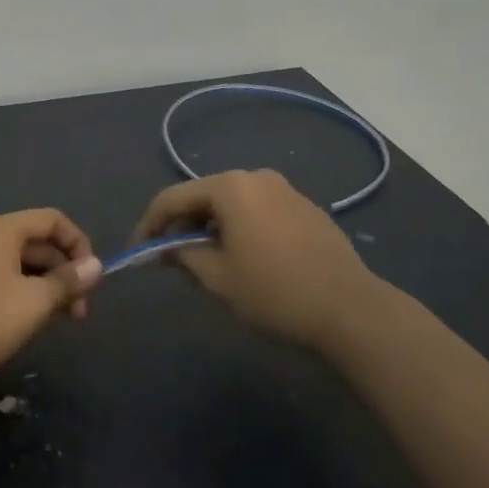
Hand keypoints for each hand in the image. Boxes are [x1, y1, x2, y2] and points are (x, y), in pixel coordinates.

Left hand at [0, 209, 102, 378]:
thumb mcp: (34, 301)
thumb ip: (67, 281)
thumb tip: (96, 265)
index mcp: (4, 230)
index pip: (53, 219)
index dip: (78, 243)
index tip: (91, 276)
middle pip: (38, 242)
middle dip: (64, 272)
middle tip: (79, 311)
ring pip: (22, 264)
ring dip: (46, 287)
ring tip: (58, 321)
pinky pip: (4, 279)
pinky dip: (24, 294)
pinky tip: (29, 323)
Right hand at [130, 170, 387, 351]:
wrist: (350, 309)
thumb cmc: (274, 291)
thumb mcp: (217, 277)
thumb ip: (182, 255)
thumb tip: (162, 249)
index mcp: (230, 187)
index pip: (172, 198)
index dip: (149, 224)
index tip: (138, 251)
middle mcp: (256, 177)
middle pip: (203, 196)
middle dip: (182, 225)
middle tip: (171, 259)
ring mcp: (285, 190)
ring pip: (232, 204)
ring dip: (211, 227)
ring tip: (206, 261)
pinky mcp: (305, 208)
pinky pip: (258, 211)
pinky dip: (240, 228)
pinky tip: (244, 258)